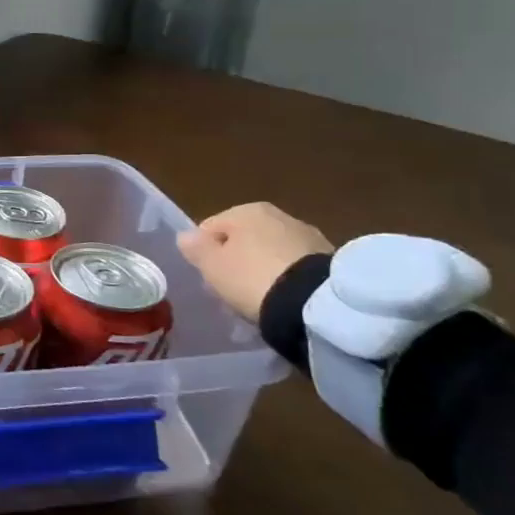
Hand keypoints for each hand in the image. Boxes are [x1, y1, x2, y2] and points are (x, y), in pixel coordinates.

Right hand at [177, 203, 332, 322]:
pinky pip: (294, 269)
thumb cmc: (252, 277)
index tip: (208, 279)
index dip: (204, 254)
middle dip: (235, 263)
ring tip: (259, 300)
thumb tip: (186, 236)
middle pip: (243, 240)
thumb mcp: (212, 265)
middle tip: (231, 291)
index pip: (211, 228)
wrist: (315, 303)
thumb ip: (196, 248)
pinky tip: (282, 300)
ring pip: (270, 254)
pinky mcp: (329, 261)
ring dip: (262, 272)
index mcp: (247, 210)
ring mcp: (308, 236)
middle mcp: (279, 215)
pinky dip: (286, 280)